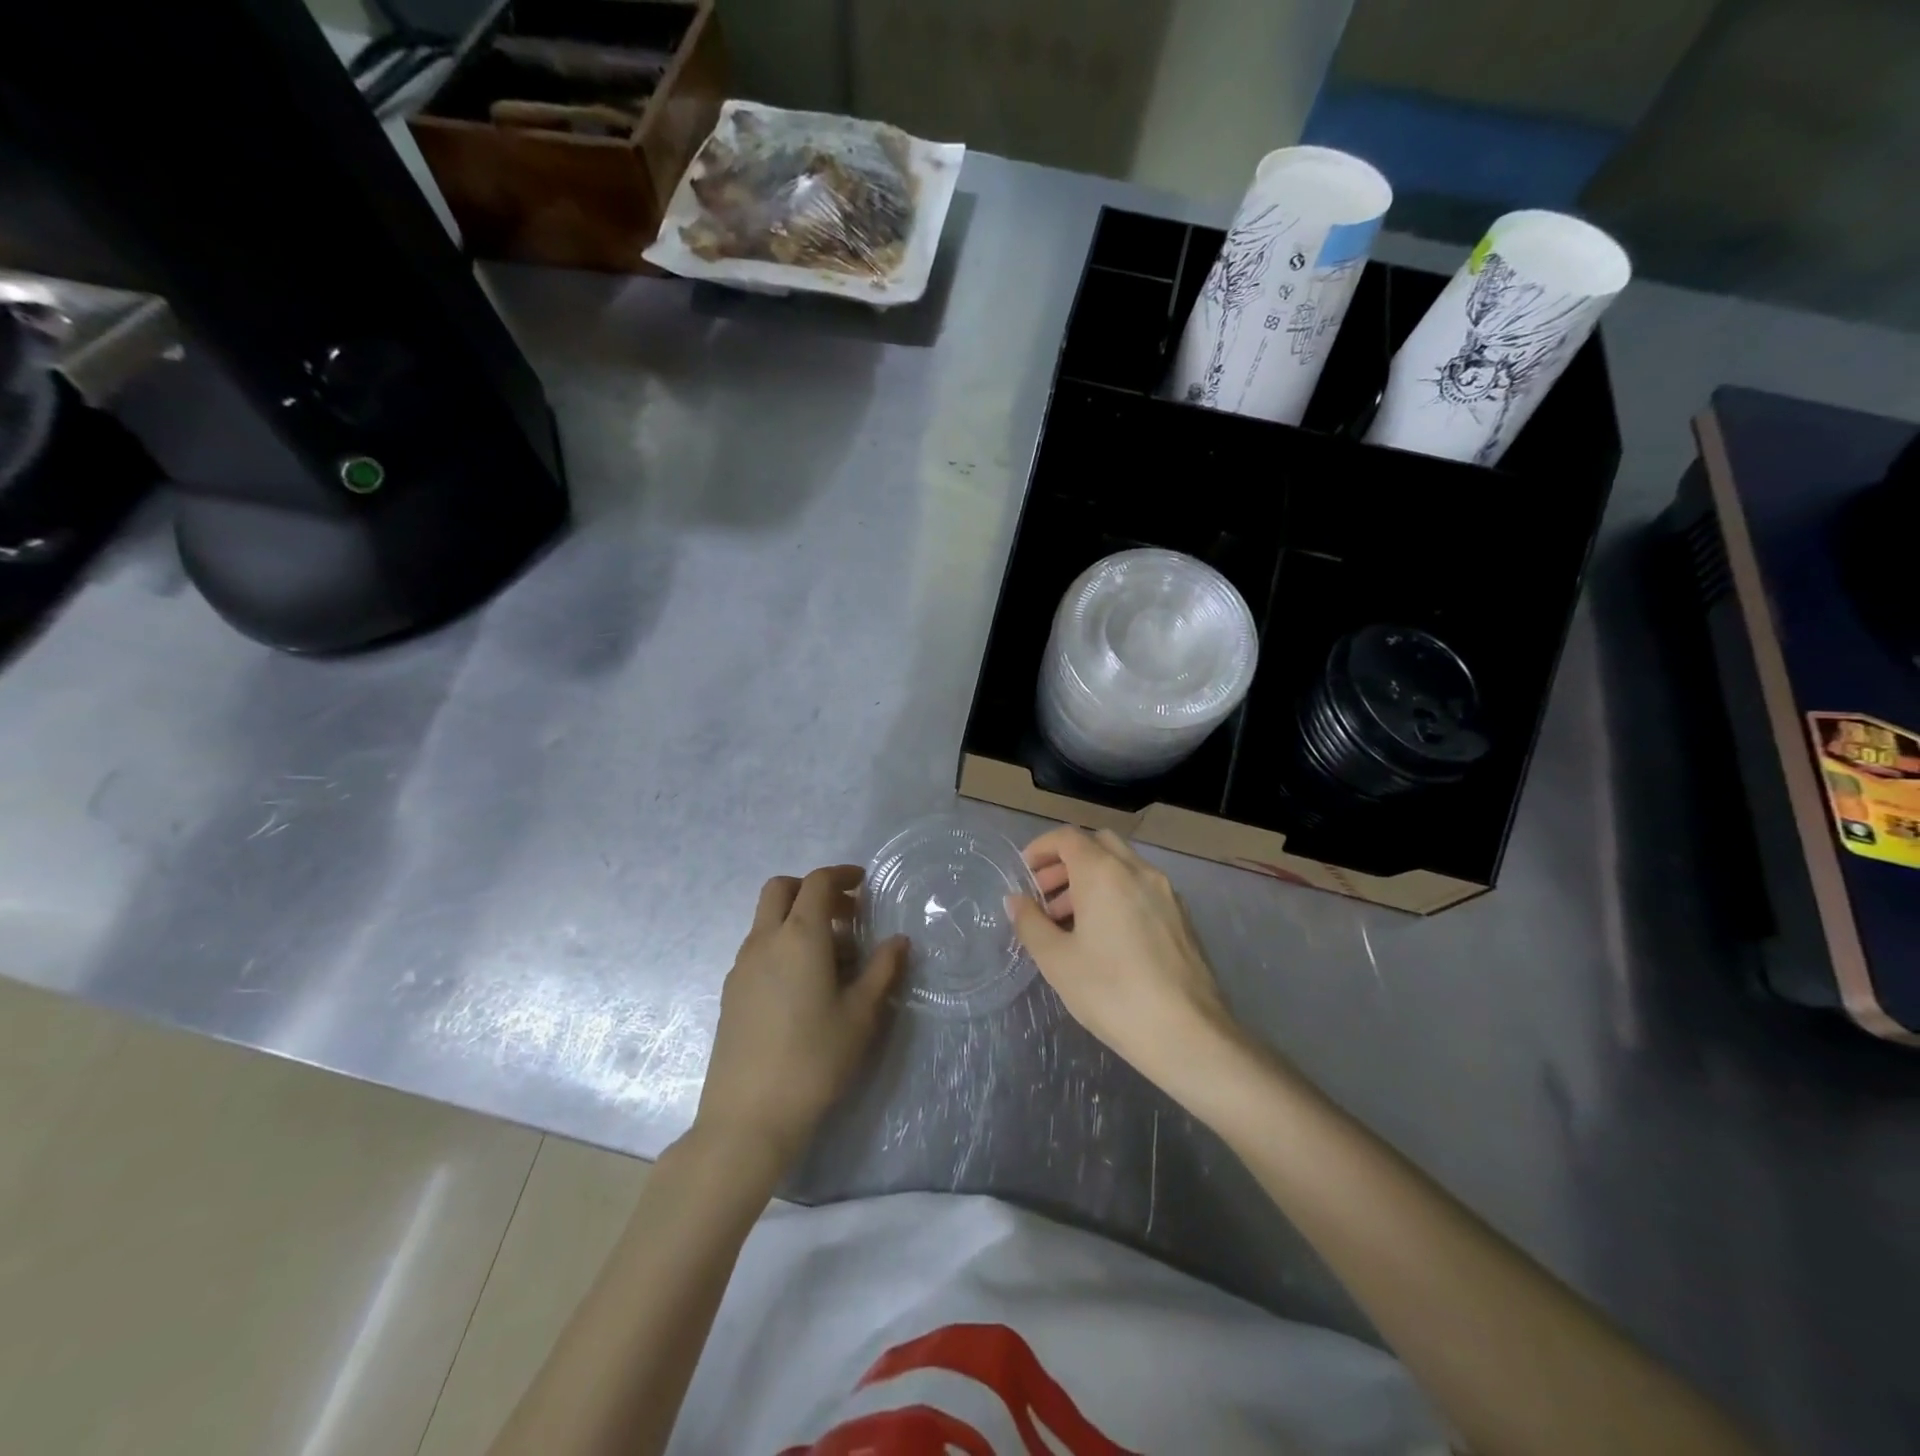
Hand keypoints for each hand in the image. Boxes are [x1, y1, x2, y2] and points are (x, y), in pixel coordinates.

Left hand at [694, 866, 905, 1173]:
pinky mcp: (731, 992)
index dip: (841, 875)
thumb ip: (882, 970)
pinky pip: (758, 948)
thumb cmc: (814, 1059)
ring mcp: (741, 966)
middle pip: (781, 889)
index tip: (863, 884)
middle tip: (845, 914)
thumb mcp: (861, 1015)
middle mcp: (765, 940)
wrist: (748, 1116)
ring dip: (797, 919)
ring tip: (832, 957)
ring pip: (767, 920)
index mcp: (799, 936)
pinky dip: (782, 945)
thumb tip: (899, 941)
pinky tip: (803, 985)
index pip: (817, 882)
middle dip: (812, 889)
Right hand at [1007, 827, 1240, 1099]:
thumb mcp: (1057, 961)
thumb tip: (1017, 900)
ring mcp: (1166, 892)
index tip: (1025, 873)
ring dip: (1091, 880)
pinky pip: (1141, 888)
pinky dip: (1116, 894)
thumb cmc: (1112, 993)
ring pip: (1121, 866)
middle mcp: (1137, 870)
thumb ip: (1031, 923)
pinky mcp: (1182, 917)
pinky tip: (1105, 937)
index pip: (1067, 838)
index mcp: (1103, 873)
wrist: (1188, 1034)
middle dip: (1067, 862)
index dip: (1041, 848)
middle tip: (1045, 896)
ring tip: (1069, 922)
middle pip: (1097, 844)